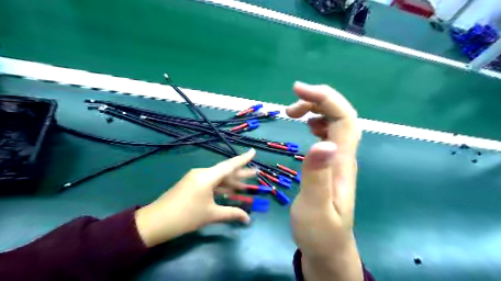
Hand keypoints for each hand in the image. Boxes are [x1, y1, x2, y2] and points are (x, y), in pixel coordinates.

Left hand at [135, 149, 255, 246]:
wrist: (156, 221)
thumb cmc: (186, 216)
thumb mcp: (211, 214)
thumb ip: (232, 213)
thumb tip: (248, 219)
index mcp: (207, 177)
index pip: (230, 165)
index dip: (243, 159)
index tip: (253, 151)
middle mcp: (202, 173)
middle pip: (225, 171)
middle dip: (241, 173)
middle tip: (256, 172)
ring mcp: (195, 178)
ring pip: (218, 178)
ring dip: (231, 182)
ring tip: (246, 183)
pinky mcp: (191, 184)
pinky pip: (211, 182)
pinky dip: (221, 186)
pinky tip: (229, 191)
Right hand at [285, 82, 363, 279]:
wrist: (328, 249)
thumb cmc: (319, 232)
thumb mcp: (314, 207)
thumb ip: (317, 176)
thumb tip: (322, 142)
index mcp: (341, 163)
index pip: (343, 119)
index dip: (325, 98)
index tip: (298, 89)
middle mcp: (343, 157)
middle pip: (342, 116)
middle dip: (318, 101)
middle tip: (290, 107)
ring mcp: (338, 161)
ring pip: (336, 124)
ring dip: (317, 110)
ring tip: (293, 114)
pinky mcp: (330, 166)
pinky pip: (329, 135)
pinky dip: (318, 123)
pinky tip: (308, 127)